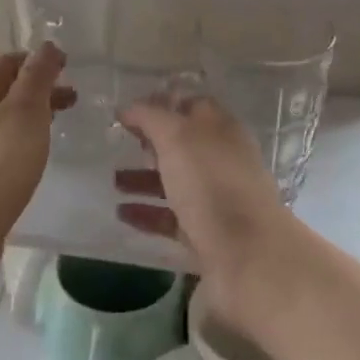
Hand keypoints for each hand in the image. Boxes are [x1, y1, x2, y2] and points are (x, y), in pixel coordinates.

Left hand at [0, 45, 73, 276]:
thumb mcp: (24, 111)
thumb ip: (38, 77)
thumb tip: (48, 46)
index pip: (10, 62)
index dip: (39, 61)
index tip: (70, 68)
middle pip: (7, 91)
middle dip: (40, 90)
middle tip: (74, 99)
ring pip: (7, 120)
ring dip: (34, 117)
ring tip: (61, 127)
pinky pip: (4, 147)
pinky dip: (25, 141)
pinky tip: (38, 156)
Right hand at [116, 89, 298, 328]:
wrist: (247, 254)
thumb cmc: (211, 183)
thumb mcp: (177, 137)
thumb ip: (151, 117)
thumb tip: (128, 108)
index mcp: (221, 129)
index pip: (191, 106)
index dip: (161, 105)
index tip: (128, 113)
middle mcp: (221, 160)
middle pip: (182, 145)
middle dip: (150, 144)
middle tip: (119, 145)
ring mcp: (216, 198)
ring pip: (176, 181)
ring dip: (144, 179)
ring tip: (112, 182)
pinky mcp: (207, 233)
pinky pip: (172, 217)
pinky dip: (147, 213)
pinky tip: (122, 213)